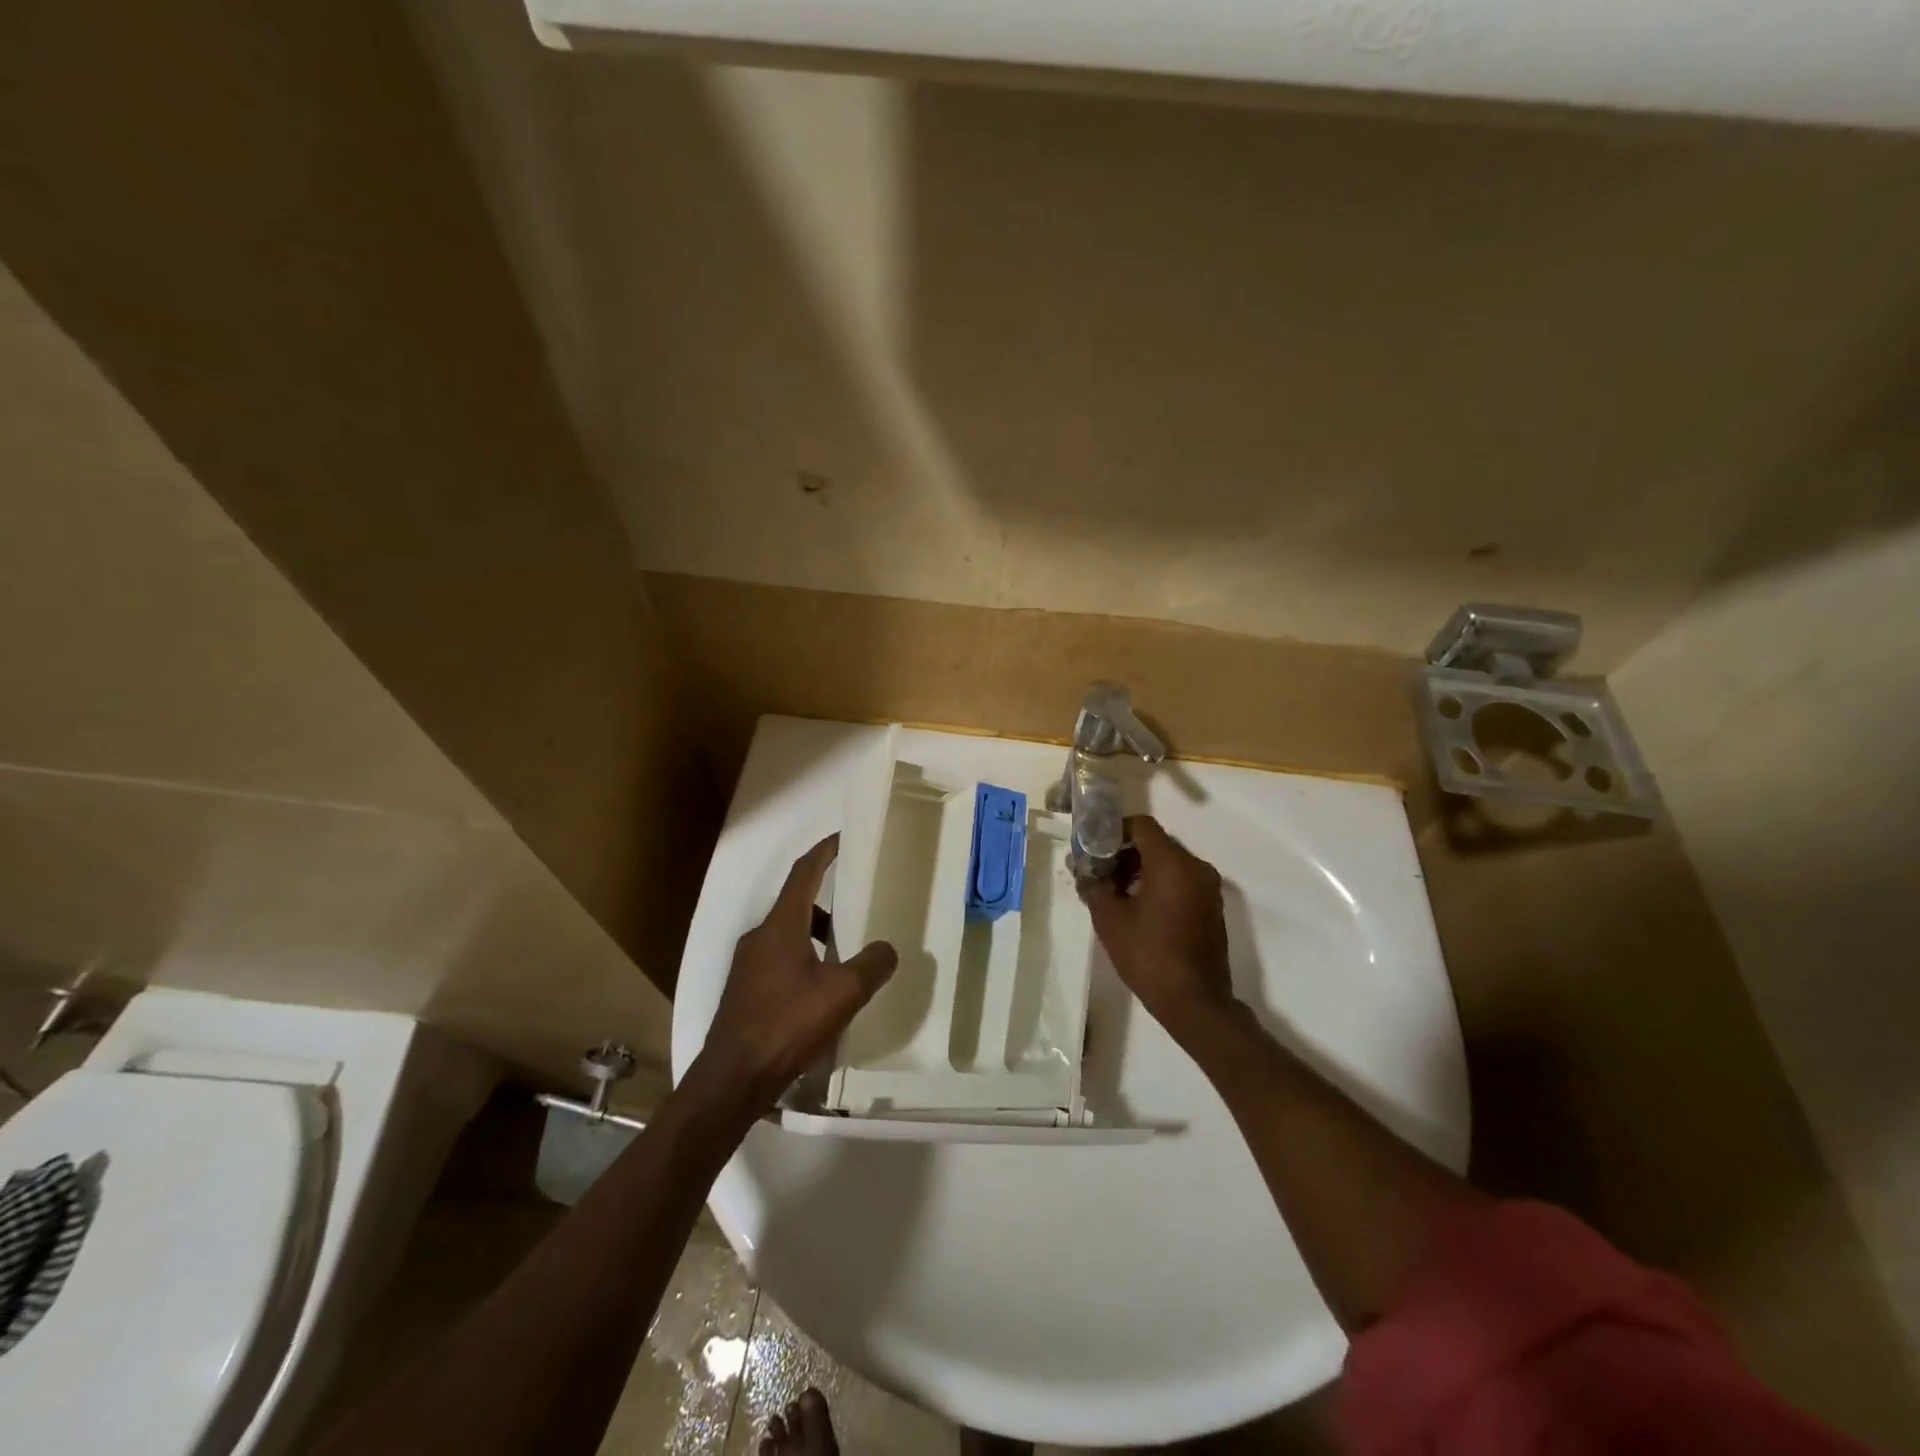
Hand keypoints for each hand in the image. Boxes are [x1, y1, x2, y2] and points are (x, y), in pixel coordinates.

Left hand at [694, 836, 896, 1115]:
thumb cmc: (787, 1024)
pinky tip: (821, 990)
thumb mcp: (842, 993)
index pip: (804, 872)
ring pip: (787, 934)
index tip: (844, 838)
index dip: (825, 851)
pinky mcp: (744, 991)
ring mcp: (747, 965)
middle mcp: (760, 936)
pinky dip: (803, 958)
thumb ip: (871, 965)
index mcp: (781, 925)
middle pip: (797, 903)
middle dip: (827, 898)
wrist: (732, 1080)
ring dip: (816, 933)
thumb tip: (887, 948)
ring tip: (845, 953)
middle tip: (858, 902)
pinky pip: (779, 959)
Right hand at [1080, 816, 1235, 1037]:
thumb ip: (1094, 887)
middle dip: (1123, 853)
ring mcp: (1208, 888)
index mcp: (1173, 863)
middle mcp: (1196, 867)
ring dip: (1139, 870)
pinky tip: (1137, 909)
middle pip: (1155, 843)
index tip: (1093, 847)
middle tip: (1098, 873)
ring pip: (1168, 863)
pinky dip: (1158, 884)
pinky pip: (1181, 881)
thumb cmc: (1149, 955)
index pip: (1141, 825)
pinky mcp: (1211, 907)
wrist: (1195, 1002)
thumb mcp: (1110, 920)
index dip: (1114, 830)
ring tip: (1114, 894)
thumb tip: (1084, 872)